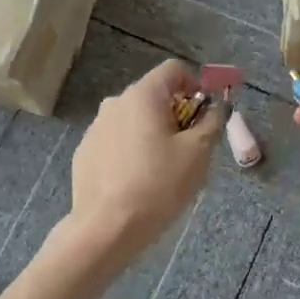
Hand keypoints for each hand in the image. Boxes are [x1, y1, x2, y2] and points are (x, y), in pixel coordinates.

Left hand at [69, 60, 220, 257]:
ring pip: (134, 121)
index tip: (205, 116)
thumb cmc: (159, 185)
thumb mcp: (198, 153)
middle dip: (176, 115)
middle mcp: (114, 103)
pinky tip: (138, 183)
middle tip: (189, 149)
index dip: (196, 86)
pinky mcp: (84, 154)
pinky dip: (131, 152)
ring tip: (163, 170)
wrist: (107, 228)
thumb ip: (212, 122)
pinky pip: (116, 142)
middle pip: (153, 96)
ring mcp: (95, 128)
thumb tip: (215, 108)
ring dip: (153, 135)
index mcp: (142, 95)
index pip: (173, 70)